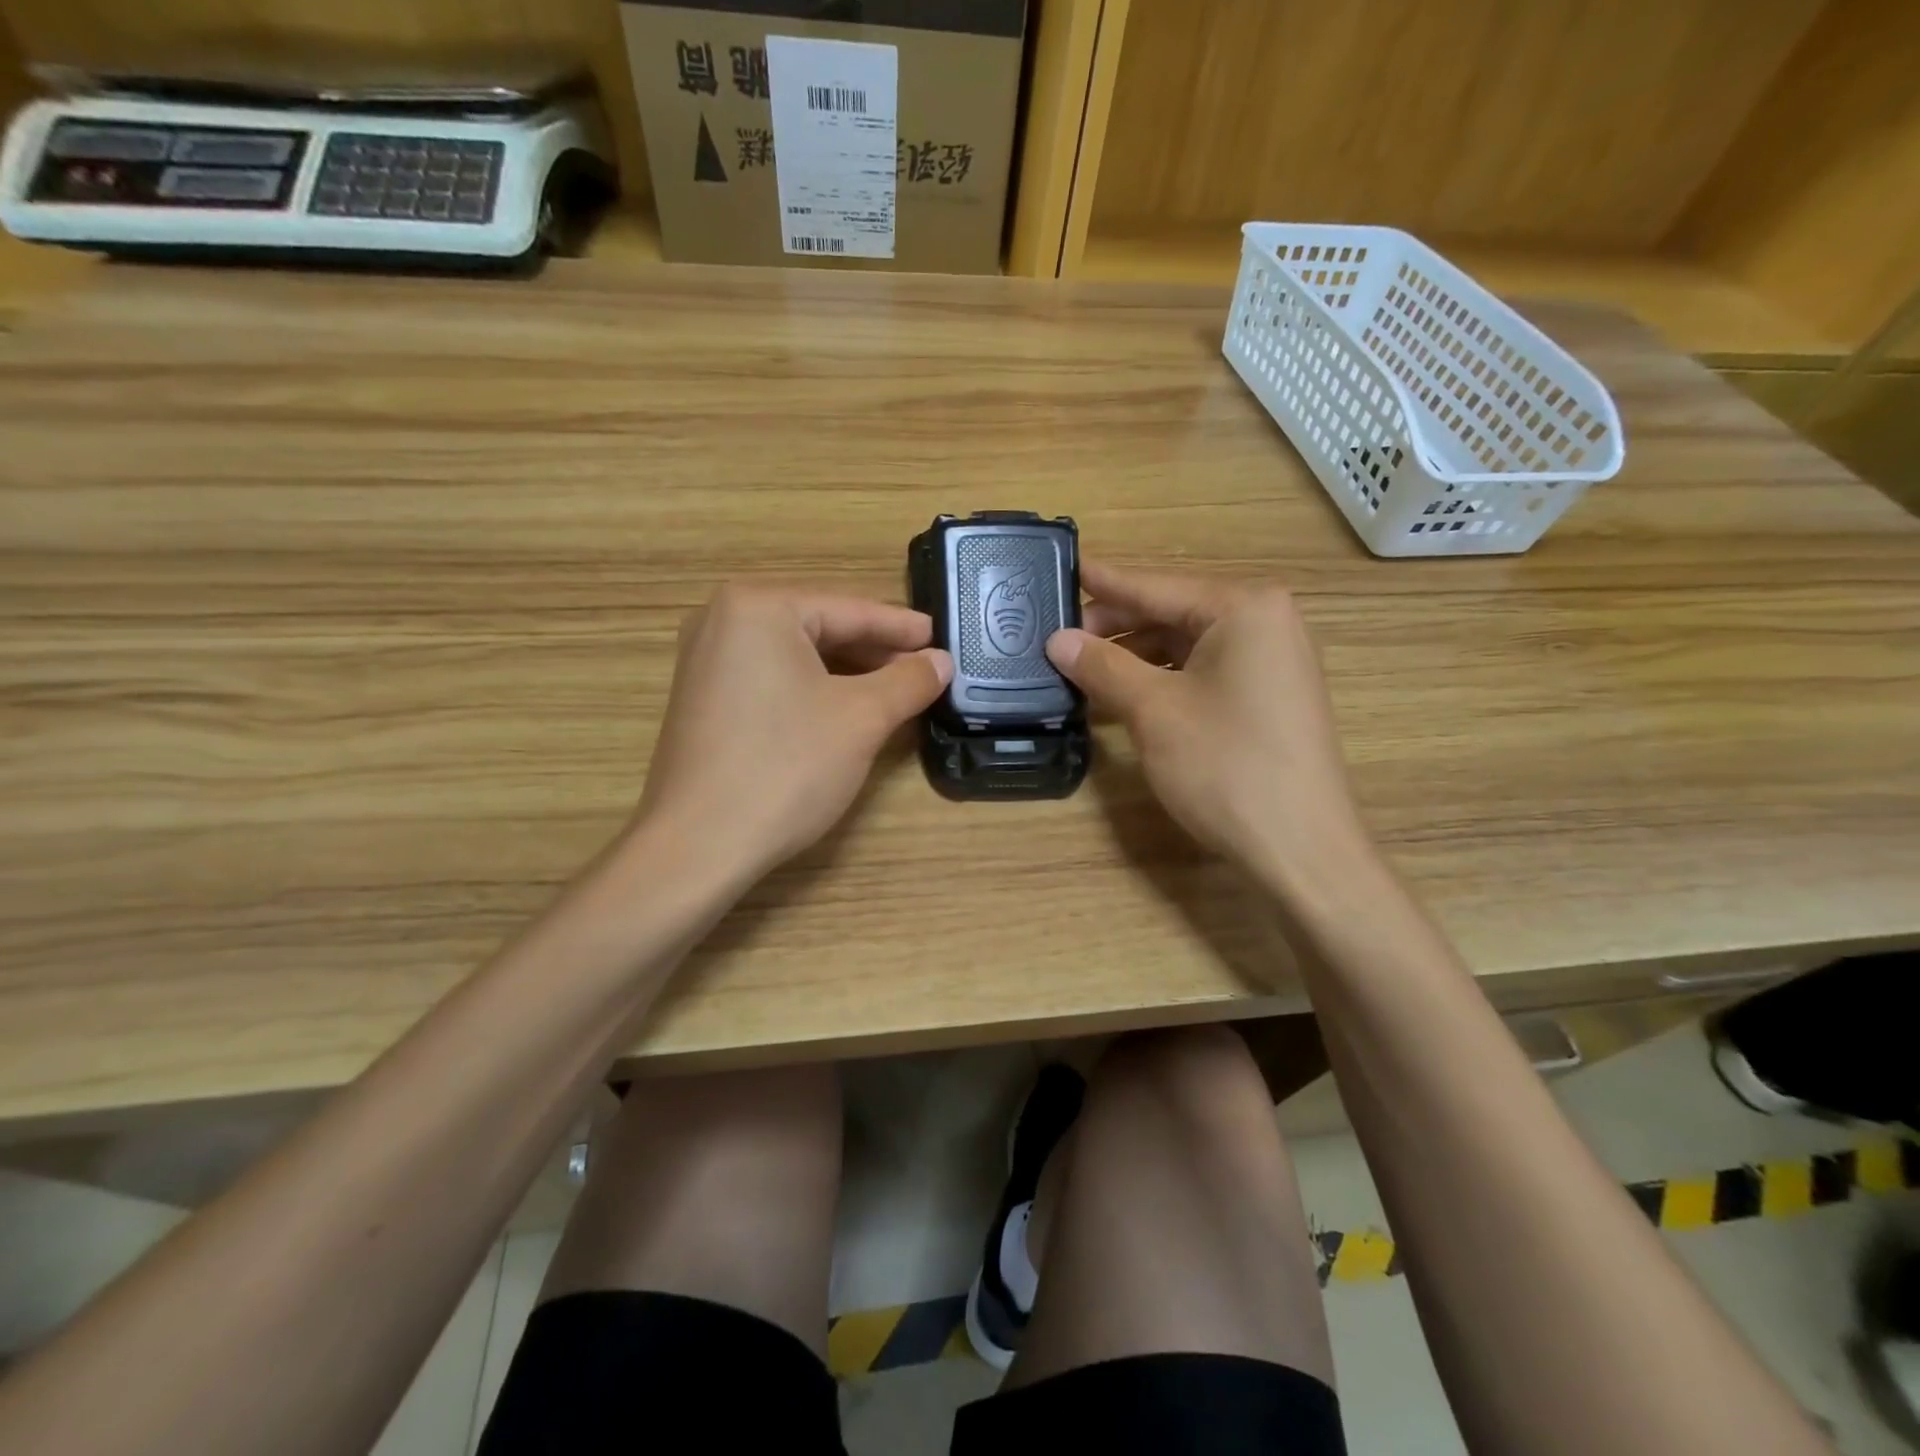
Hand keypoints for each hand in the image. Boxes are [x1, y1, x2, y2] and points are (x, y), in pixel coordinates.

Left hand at [637, 584, 951, 881]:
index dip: (902, 627)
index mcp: (758, 606)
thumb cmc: (786, 767)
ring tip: (896, 689)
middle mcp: (723, 620)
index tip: (941, 638)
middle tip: (925, 667)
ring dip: (848, 672)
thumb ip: (908, 680)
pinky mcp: (703, 698)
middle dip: (875, 651)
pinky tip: (847, 708)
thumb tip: (941, 661)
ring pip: (797, 656)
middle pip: (820, 627)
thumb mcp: (862, 718)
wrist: (699, 846)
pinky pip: (773, 678)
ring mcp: (706, 660)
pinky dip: (814, 689)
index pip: (848, 609)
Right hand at [1045, 562, 1371, 888]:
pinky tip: (1122, 698)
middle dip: (1114, 628)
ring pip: (1185, 646)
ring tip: (1080, 672)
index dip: (1102, 582)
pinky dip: (1161, 682)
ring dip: (1133, 659)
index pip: (1155, 586)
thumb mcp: (1154, 711)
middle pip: (1171, 613)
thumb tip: (1057, 640)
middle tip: (1058, 639)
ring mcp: (1271, 661)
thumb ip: (1103, 666)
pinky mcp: (1267, 698)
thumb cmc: (1226, 767)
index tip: (1061, 567)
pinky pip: (1203, 673)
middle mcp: (1265, 622)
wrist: (1301, 849)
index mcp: (1244, 608)